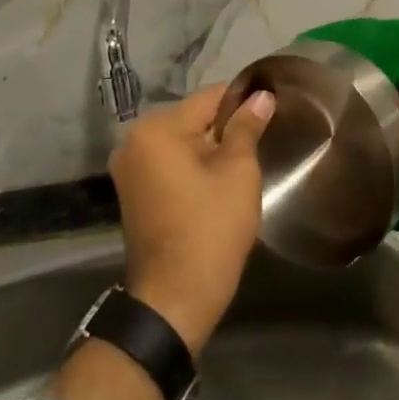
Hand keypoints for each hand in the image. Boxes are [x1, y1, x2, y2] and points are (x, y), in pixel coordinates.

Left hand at [110, 83, 275, 356]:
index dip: (243, 102)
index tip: (269, 112)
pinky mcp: (132, 191)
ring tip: (240, 166)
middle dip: (225, 128)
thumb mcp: (238, 172)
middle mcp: (135, 140)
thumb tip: (262, 96)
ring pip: (182, 141)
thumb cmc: (209, 231)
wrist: (173, 303)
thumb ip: (247, 127)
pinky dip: (192, 167)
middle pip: (194, 118)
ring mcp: (129, 167)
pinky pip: (169, 162)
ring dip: (210, 149)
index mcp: (157, 129)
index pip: (210, 98)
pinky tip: (215, 185)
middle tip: (257, 146)